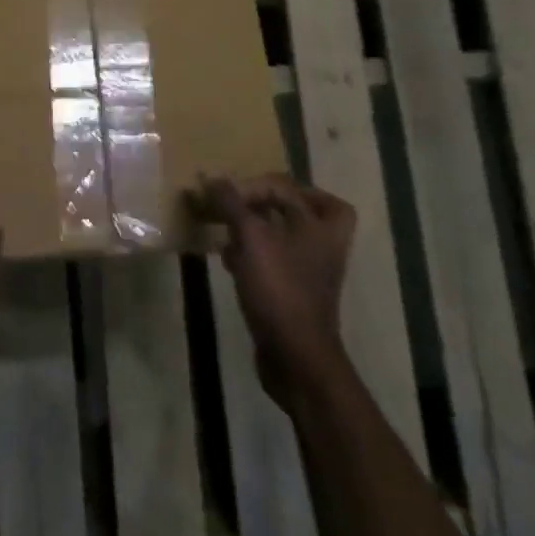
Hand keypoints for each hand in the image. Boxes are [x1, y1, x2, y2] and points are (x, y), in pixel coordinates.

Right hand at [199, 174, 354, 405]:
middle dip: (275, 202)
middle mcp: (321, 246)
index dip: (256, 184)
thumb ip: (232, 204)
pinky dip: (254, 254)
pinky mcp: (295, 294)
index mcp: (320, 227)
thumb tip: (213, 178)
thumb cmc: (279, 289)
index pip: (289, 188)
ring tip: (229, 227)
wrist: (296, 358)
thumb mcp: (251, 239)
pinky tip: (228, 258)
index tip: (227, 195)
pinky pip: (275, 262)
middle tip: (247, 199)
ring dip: (260, 227)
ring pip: (288, 236)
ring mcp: (310, 273)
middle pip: (307, 209)